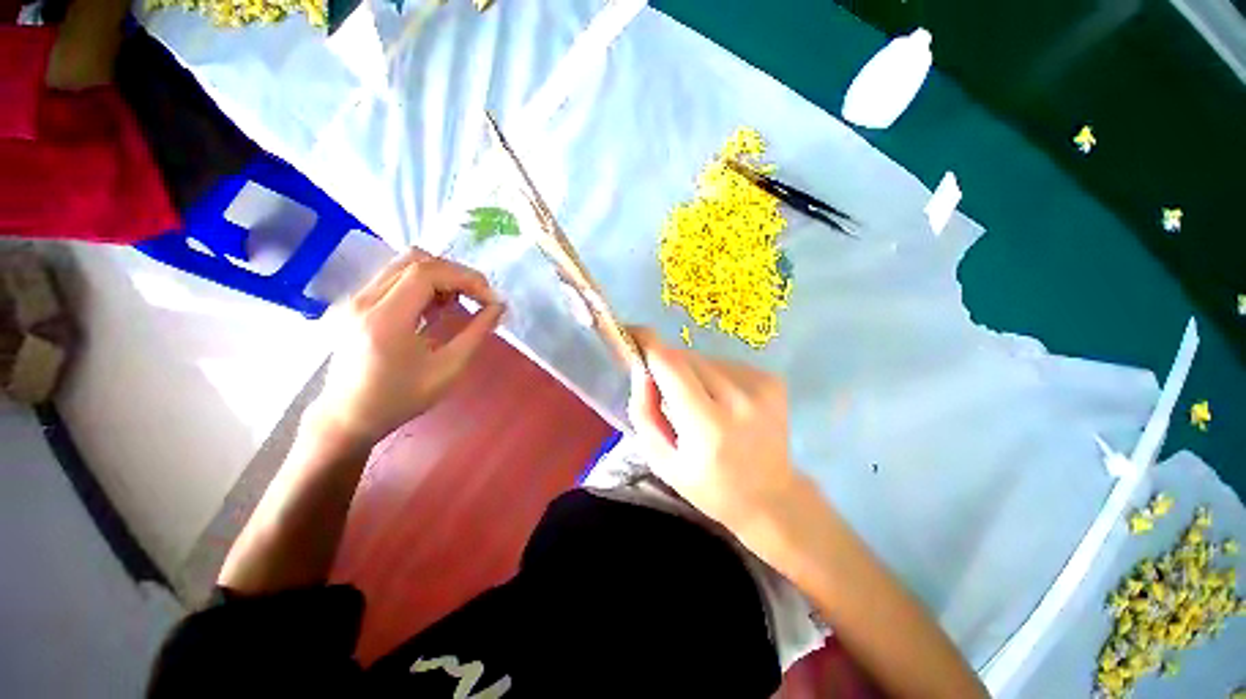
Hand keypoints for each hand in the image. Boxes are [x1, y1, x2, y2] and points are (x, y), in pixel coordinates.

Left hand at [306, 249, 504, 448]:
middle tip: (479, 296)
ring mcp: (355, 299)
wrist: (348, 416)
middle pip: (415, 260)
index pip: (427, 273)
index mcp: (385, 320)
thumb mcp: (448, 369)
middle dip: (456, 273)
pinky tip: (435, 306)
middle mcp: (364, 301)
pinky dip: (423, 283)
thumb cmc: (401, 398)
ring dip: (440, 276)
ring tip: (459, 301)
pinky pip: (394, 277)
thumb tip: (498, 307)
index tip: (490, 298)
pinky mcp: (355, 303)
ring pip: (404, 264)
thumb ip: (476, 333)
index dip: (465, 278)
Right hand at [627, 328, 796, 531]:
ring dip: (691, 373)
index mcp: (708, 426)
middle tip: (666, 391)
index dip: (648, 344)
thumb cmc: (708, 485)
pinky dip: (714, 376)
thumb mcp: (662, 460)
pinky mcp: (773, 380)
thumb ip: (644, 411)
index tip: (632, 332)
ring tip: (699, 403)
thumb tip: (642, 368)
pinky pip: (725, 364)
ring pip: (705, 359)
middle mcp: (739, 399)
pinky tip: (722, 403)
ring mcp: (761, 386)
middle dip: (667, 365)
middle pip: (686, 357)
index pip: (671, 366)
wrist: (771, 497)